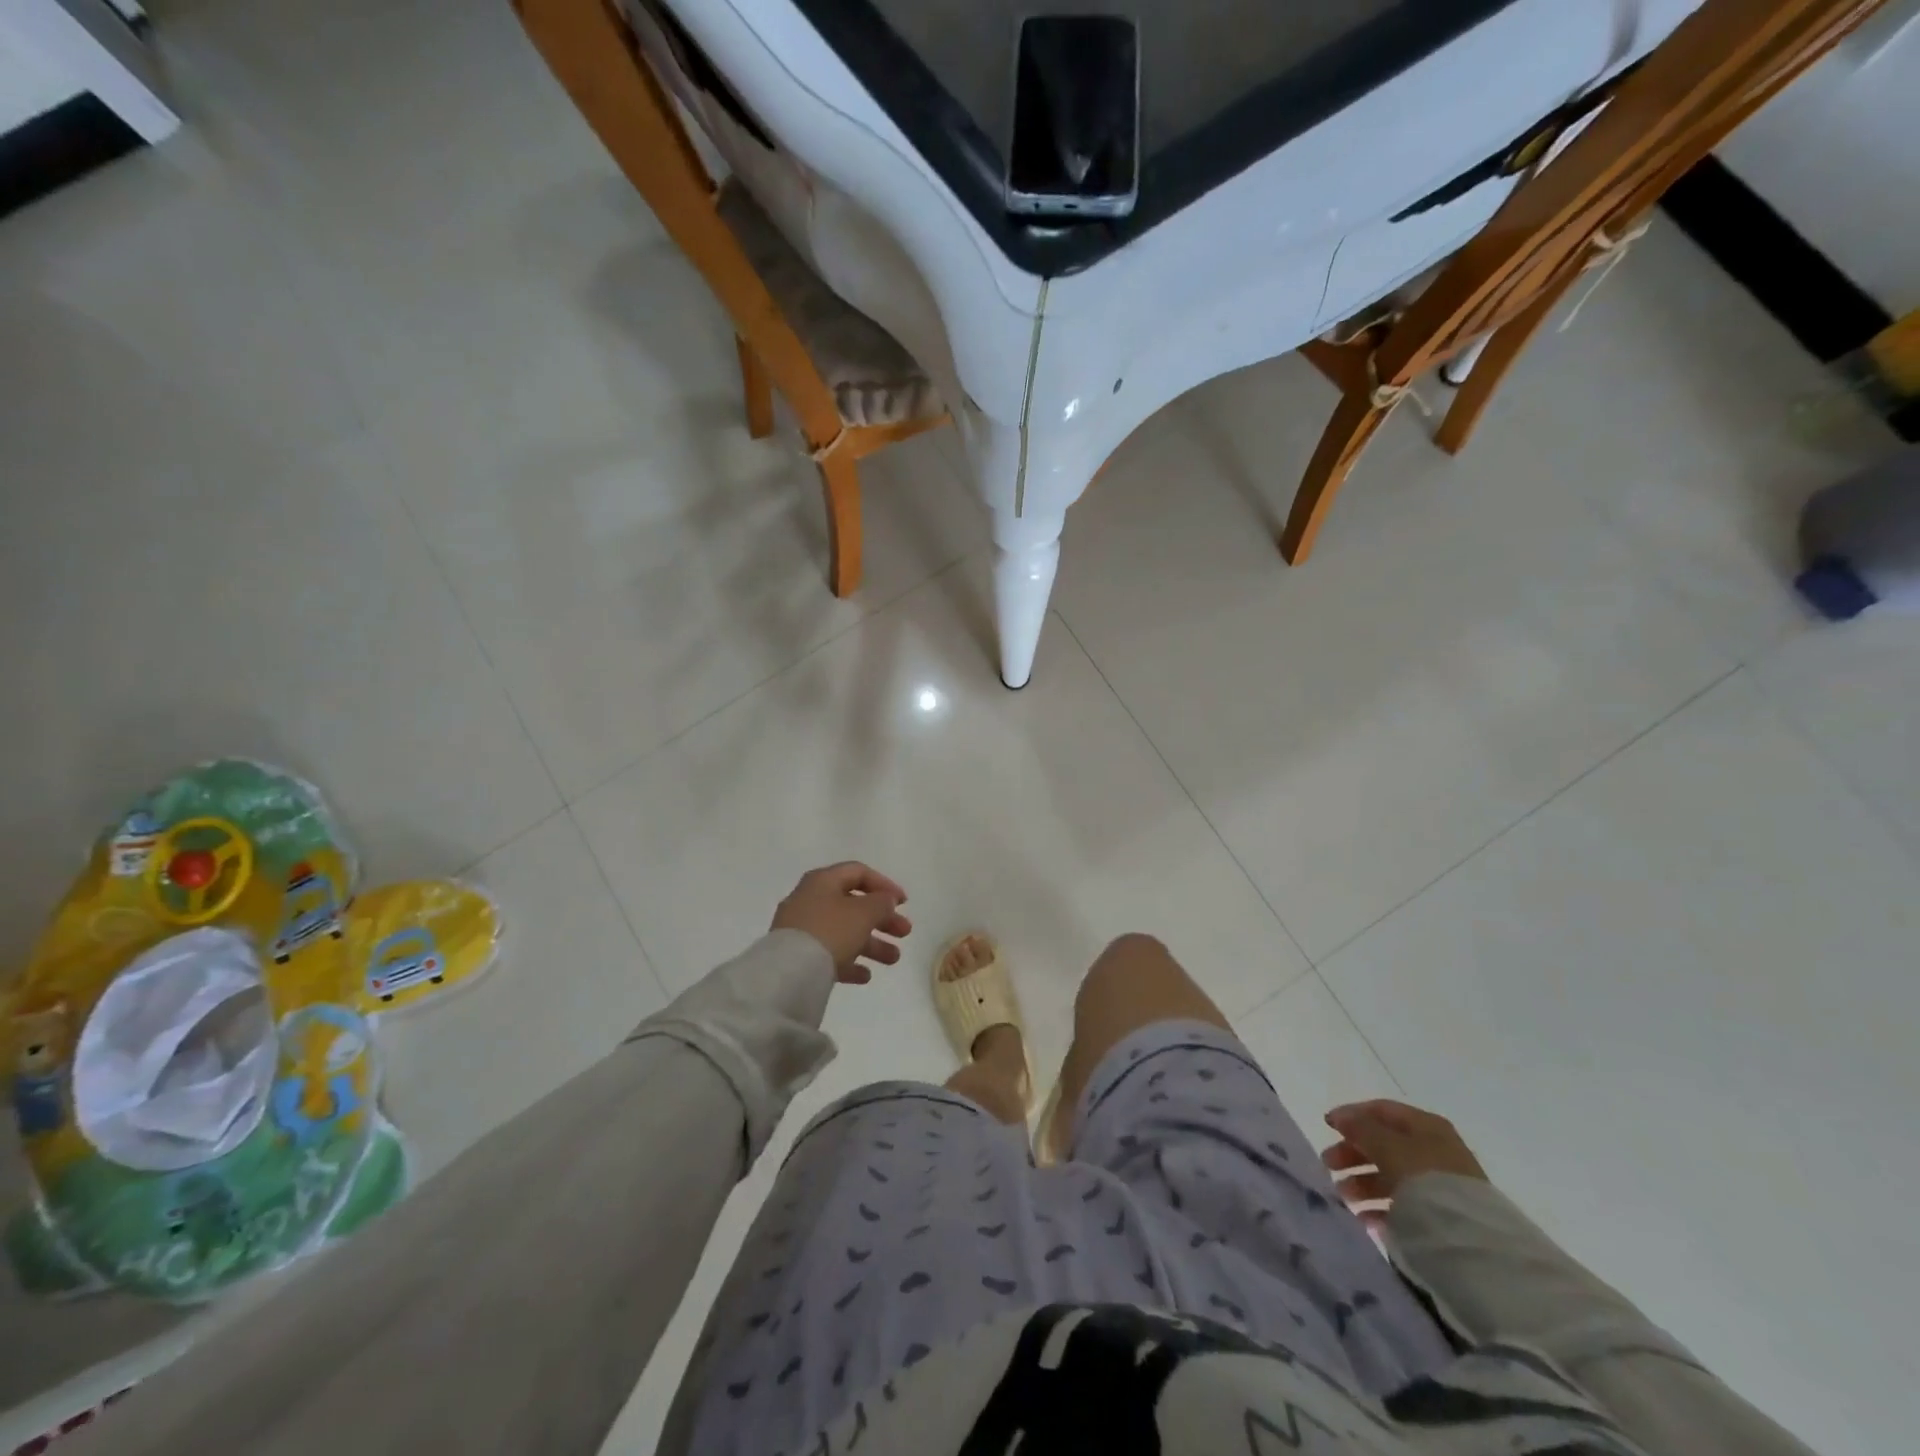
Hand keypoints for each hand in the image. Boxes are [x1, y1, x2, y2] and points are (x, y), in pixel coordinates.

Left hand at [771, 862, 911, 983]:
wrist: (789, 971)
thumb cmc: (831, 931)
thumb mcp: (864, 912)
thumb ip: (881, 902)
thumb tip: (885, 899)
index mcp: (823, 881)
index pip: (858, 873)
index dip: (884, 885)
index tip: (904, 903)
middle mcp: (810, 900)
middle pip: (853, 905)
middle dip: (882, 919)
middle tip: (905, 932)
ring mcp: (802, 928)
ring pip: (844, 931)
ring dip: (872, 944)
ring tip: (893, 960)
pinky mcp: (798, 955)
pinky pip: (829, 954)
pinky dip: (849, 961)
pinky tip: (865, 976)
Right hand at [1322, 1099, 1486, 1227]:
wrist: (1472, 1242)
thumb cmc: (1425, 1180)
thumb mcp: (1387, 1146)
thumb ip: (1360, 1128)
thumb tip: (1339, 1116)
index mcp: (1426, 1126)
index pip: (1381, 1110)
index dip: (1351, 1115)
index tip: (1326, 1128)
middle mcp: (1434, 1150)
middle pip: (1384, 1144)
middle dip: (1353, 1154)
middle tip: (1328, 1166)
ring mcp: (1440, 1184)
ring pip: (1392, 1176)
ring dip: (1363, 1183)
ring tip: (1343, 1196)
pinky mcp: (1442, 1216)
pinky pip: (1404, 1205)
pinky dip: (1381, 1208)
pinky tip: (1365, 1218)